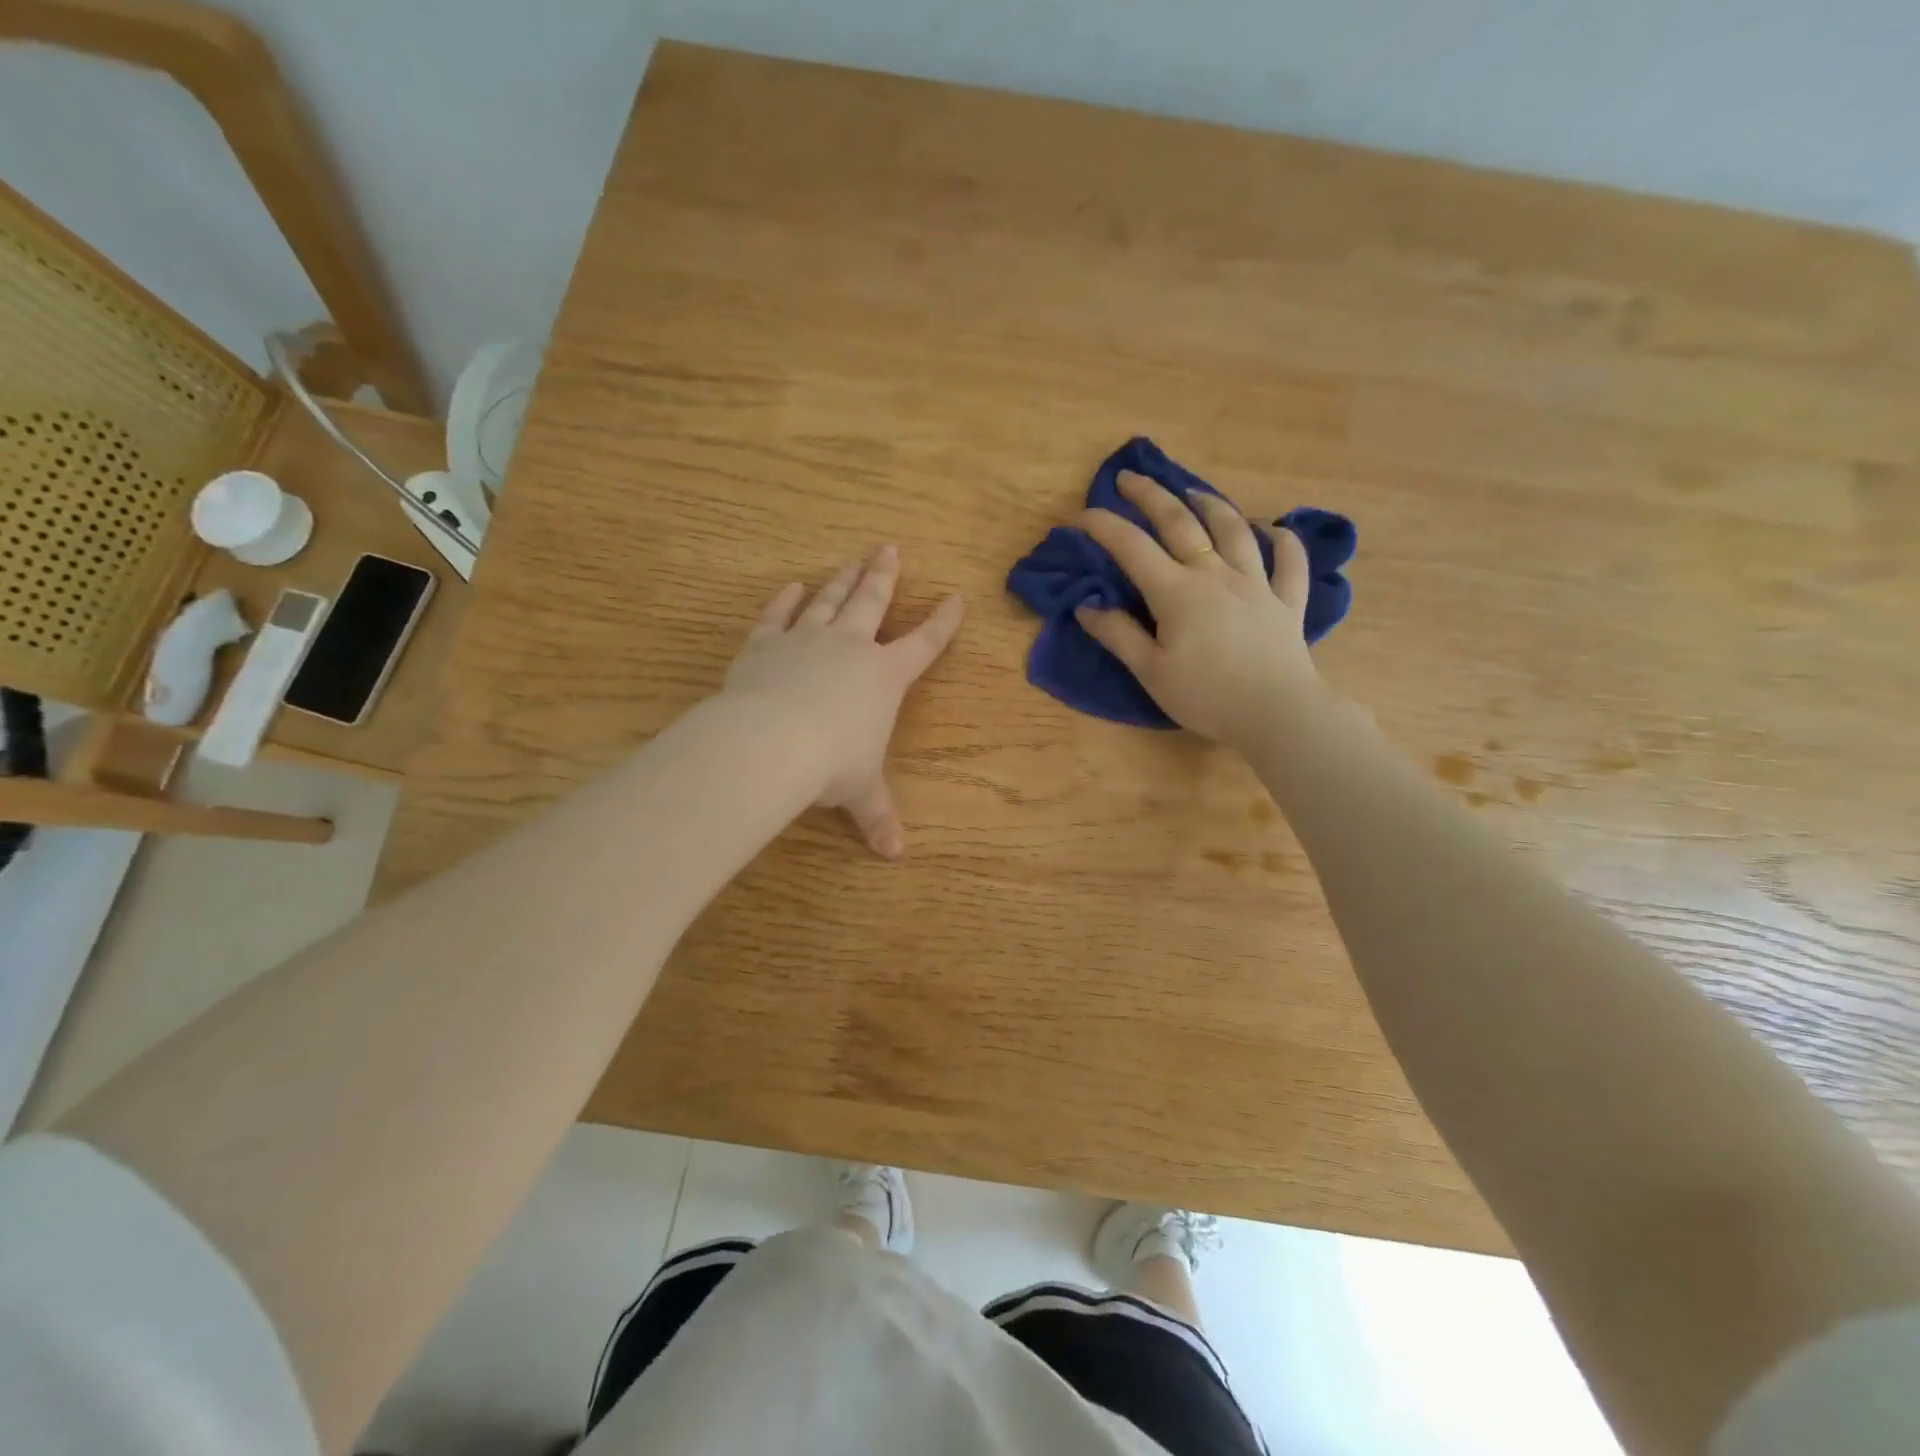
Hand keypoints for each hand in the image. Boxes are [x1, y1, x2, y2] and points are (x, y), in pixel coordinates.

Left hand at [723, 546, 964, 857]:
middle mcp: (850, 648)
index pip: (923, 644)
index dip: (943, 623)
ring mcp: (806, 640)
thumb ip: (877, 816)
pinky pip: (778, 615)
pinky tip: (791, 587)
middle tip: (888, 548)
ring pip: (828, 600)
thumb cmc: (830, 765)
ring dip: (841, 579)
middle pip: (871, 602)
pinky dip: (785, 600)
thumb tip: (894, 855)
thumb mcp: (860, 792)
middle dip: (883, 576)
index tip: (956, 598)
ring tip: (851, 560)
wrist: (771, 743)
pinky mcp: (765, 643)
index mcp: (884, 677)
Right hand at [1075, 472, 1327, 747]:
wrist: (1277, 714)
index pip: (1132, 548)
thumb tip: (1087, 605)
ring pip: (1234, 530)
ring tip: (1194, 493)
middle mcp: (1215, 575)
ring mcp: (1256, 584)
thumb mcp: (1150, 671)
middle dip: (1152, 496)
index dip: (1104, 527)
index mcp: (1177, 592)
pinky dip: (1284, 540)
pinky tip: (1276, 528)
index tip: (1081, 515)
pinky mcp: (1287, 602)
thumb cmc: (1206, 696)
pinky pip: (1290, 562)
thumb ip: (1118, 635)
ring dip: (1211, 505)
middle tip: (1131, 478)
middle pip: (1181, 523)